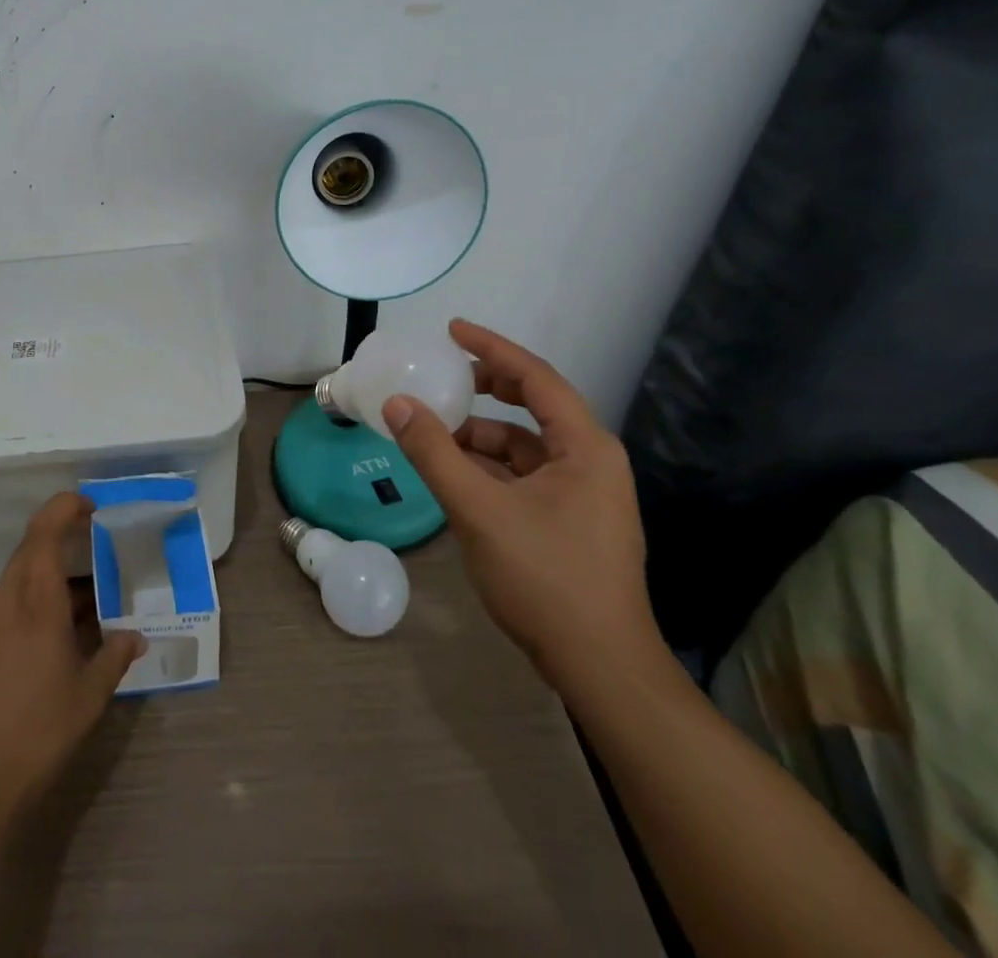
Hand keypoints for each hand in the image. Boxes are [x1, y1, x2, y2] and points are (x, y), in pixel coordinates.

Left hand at [0, 492, 144, 813]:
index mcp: (36, 598)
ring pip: (21, 576)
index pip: (45, 530)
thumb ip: (114, 657)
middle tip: (98, 543)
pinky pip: (11, 603)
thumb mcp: (89, 695)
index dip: (65, 507)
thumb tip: (136, 636)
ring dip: (51, 574)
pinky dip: (37, 600)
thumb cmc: (37, 729)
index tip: (91, 505)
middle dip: (63, 537)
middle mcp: (7, 599)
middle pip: (32, 548)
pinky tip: (60, 631)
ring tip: (89, 594)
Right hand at [382, 319, 661, 693]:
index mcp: (584, 448)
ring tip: (434, 431)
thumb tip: (397, 404)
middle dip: (486, 387)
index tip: (452, 329)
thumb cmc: (546, 579)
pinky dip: (488, 467)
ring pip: (524, 445)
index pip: (536, 378)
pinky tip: (454, 474)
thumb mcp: (479, 510)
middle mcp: (590, 461)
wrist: (600, 668)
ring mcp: (583, 494)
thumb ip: (434, 453)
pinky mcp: (570, 522)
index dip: (492, 348)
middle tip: (442, 375)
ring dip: (480, 434)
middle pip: (534, 405)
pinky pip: (523, 475)